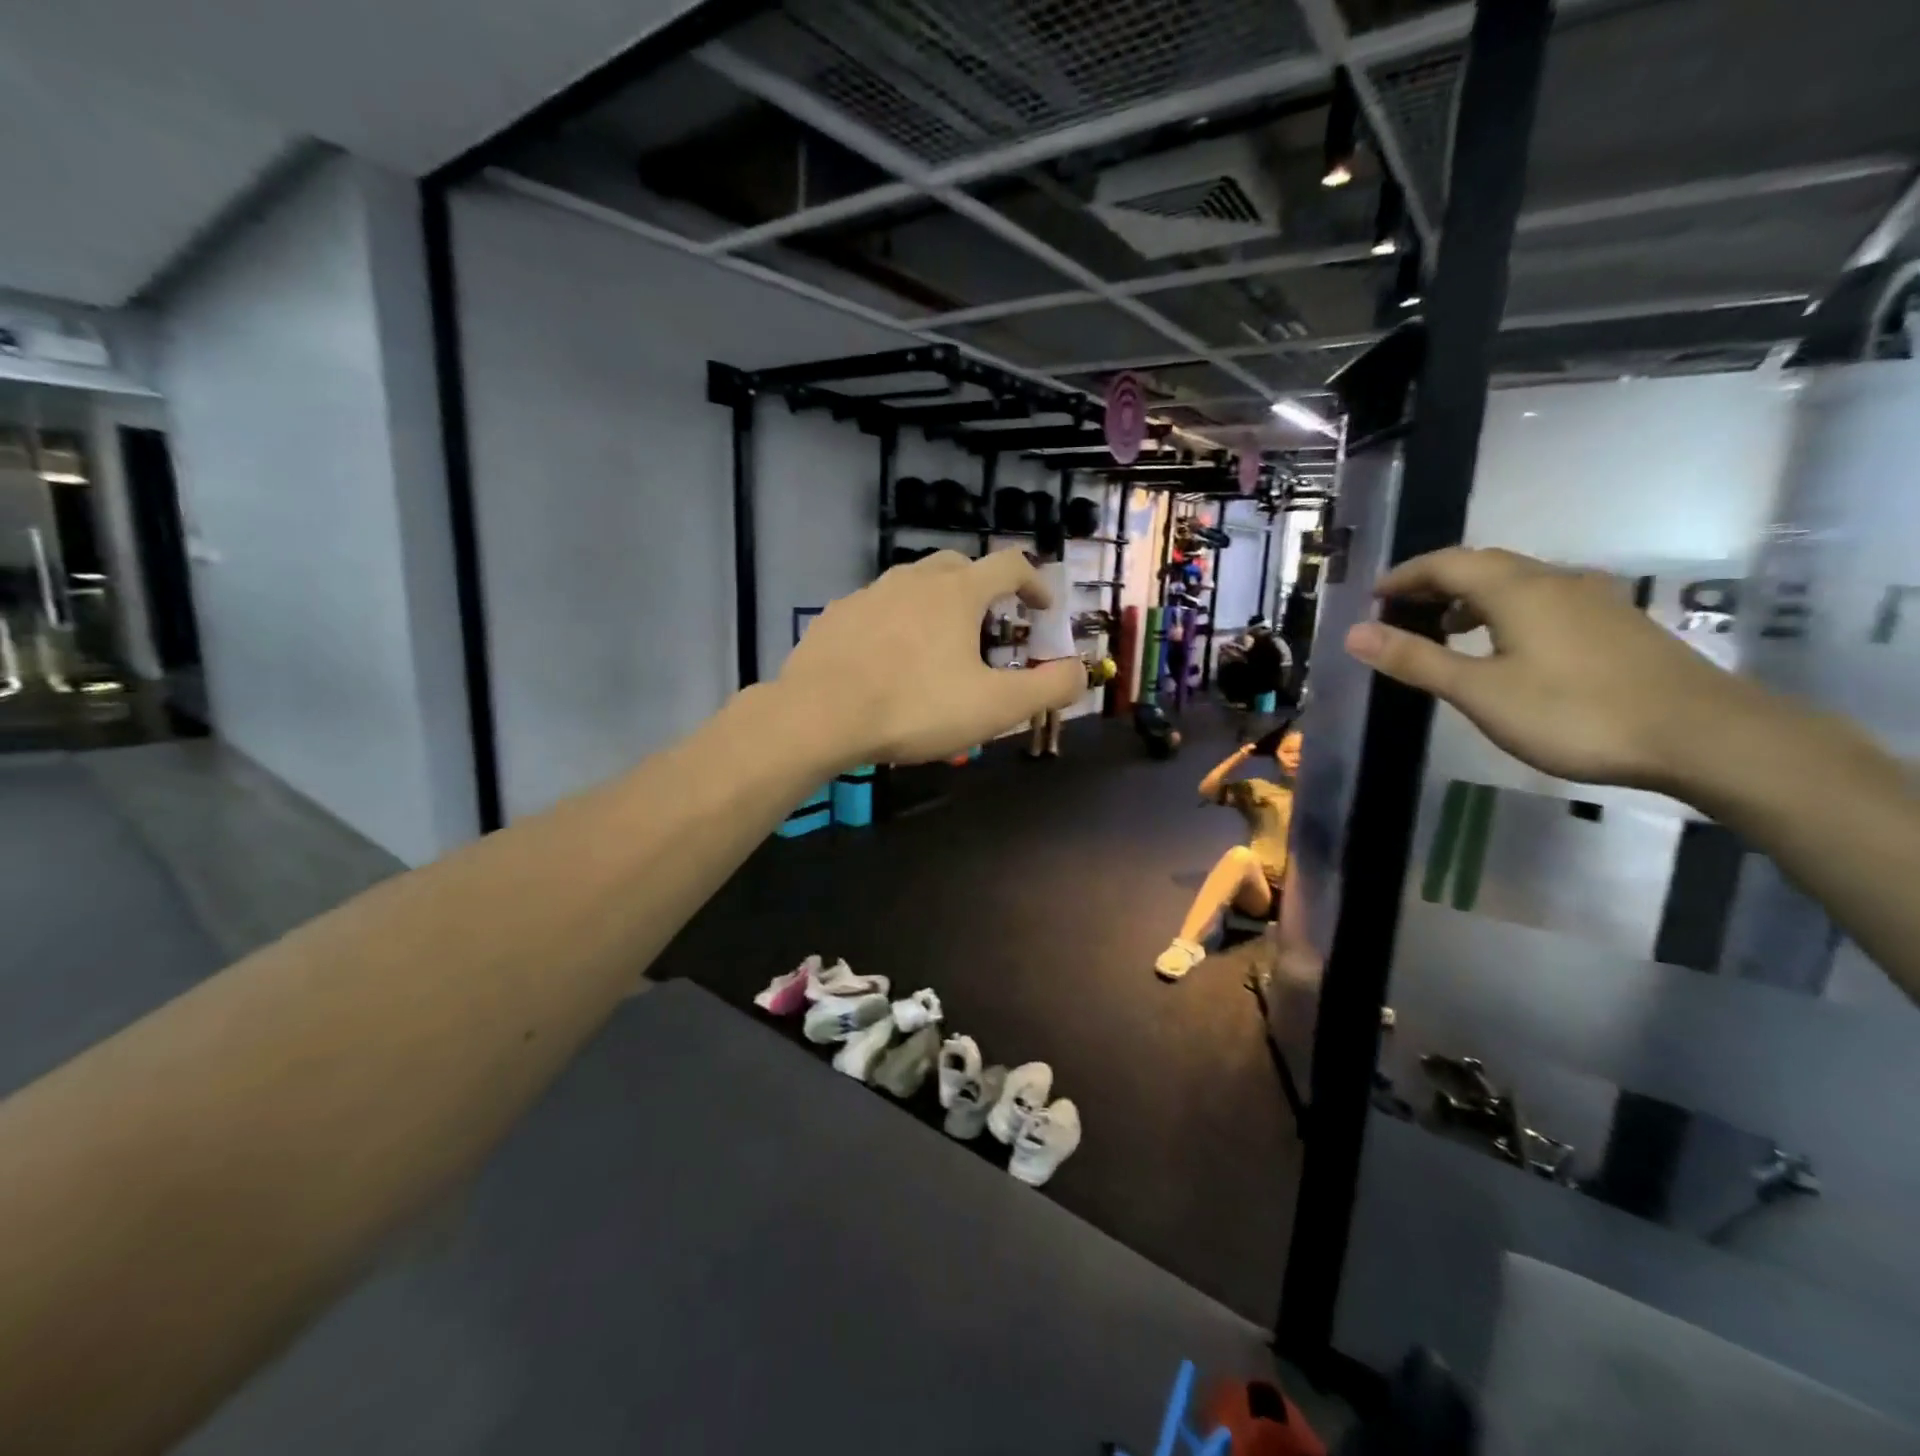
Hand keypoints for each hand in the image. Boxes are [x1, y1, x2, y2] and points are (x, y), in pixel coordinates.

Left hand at [777, 549, 1084, 767]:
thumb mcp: (994, 707)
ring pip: (913, 584)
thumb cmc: (915, 707)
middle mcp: (914, 580)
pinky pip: (877, 608)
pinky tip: (889, 657)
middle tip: (990, 623)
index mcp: (957, 592)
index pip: (1010, 565)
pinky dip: (896, 622)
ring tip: (939, 643)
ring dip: (937, 603)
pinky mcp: (836, 616)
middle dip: (983, 587)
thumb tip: (1081, 672)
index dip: (1034, 582)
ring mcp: (869, 594)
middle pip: (959, 565)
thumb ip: (1047, 689)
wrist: (818, 716)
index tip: (1042, 608)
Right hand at [1343, 547, 1747, 789]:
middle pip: (1483, 566)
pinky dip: (1505, 612)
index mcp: (1516, 589)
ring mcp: (1593, 601)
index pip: (1446, 563)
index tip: (1372, 598)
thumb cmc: (1575, 712)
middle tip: (1400, 612)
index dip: (1404, 576)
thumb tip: (1354, 632)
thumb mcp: (1480, 691)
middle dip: (1435, 583)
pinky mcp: (1616, 625)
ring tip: (1445, 629)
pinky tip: (1506, 647)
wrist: (1704, 735)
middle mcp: (1555, 581)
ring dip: (1470, 598)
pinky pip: (1543, 601)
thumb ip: (1416, 660)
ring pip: (1516, 583)